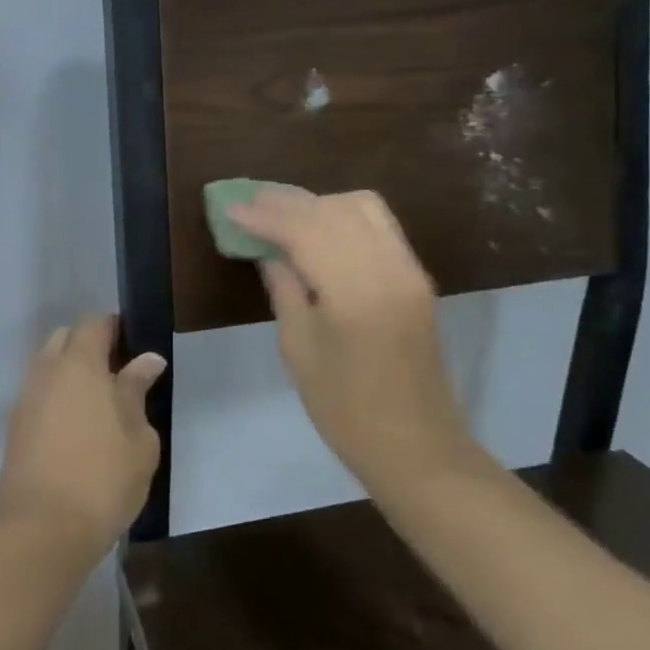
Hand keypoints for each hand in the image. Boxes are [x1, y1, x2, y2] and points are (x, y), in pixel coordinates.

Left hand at [0, 314, 166, 560]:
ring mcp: (25, 398)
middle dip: (88, 346)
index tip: (134, 345)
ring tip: (98, 405)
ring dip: (70, 373)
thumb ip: (137, 391)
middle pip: (65, 339)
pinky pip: (38, 395)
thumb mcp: (138, 437)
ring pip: (48, 367)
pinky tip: (76, 427)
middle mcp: (46, 370)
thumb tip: (147, 360)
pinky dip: (56, 398)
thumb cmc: (103, 478)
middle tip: (117, 375)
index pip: (93, 323)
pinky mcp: (14, 428)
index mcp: (79, 363)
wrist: (41, 531)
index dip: (114, 327)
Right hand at [227, 189, 489, 494]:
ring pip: (361, 207)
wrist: (417, 447)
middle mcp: (388, 269)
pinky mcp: (417, 277)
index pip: (305, 231)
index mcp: (355, 293)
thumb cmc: (345, 409)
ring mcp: (409, 270)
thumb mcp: (299, 350)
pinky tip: (319, 225)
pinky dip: (345, 214)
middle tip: (250, 201)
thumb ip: (284, 289)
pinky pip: (380, 225)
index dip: (264, 217)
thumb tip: (266, 250)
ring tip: (282, 210)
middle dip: (288, 202)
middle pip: (333, 211)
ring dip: (319, 202)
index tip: (231, 210)